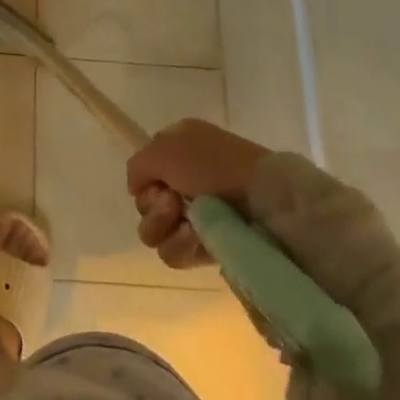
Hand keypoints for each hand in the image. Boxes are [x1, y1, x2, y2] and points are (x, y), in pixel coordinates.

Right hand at [126, 118, 268, 269]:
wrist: (263, 199)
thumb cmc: (212, 164)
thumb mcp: (163, 148)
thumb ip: (137, 166)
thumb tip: (136, 189)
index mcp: (178, 147)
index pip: (144, 169)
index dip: (145, 179)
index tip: (155, 182)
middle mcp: (186, 179)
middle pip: (146, 203)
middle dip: (153, 206)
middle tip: (173, 202)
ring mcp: (199, 215)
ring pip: (155, 231)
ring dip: (164, 226)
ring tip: (187, 223)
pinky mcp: (210, 245)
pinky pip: (175, 252)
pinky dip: (181, 246)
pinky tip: (196, 238)